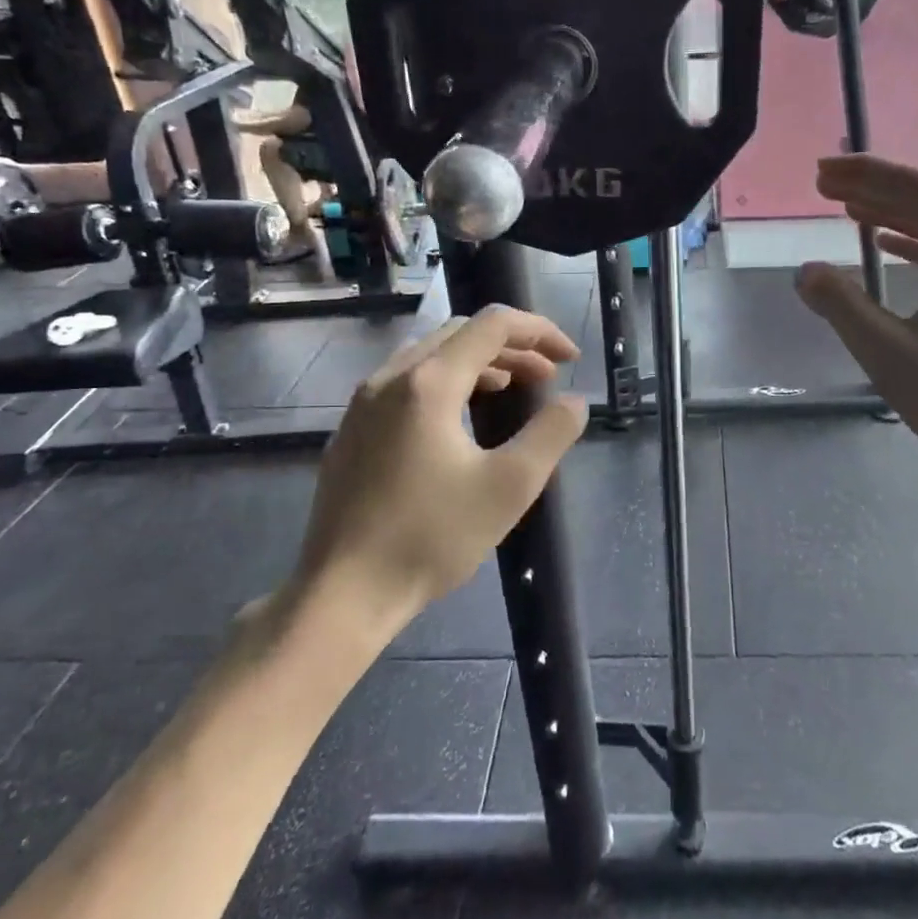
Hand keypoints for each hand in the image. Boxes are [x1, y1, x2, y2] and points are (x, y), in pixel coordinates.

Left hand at [286, 306, 587, 629]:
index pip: (492, 325)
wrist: (343, 593)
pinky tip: (460, 420)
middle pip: (460, 334)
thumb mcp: (510, 486)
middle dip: (512, 347)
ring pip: (430, 356)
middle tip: (547, 377)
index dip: (539, 331)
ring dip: (479, 363)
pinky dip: (447, 382)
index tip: (571, 358)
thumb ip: (551, 434)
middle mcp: (390, 378)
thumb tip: (575, 402)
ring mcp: (363, 404)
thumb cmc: (431, 537)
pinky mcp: (351, 431)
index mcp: (428, 382)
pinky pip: (406, 382)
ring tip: (512, 390)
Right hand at [795, 154, 917, 484]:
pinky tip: (884, 244)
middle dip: (873, 187)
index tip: (822, 175)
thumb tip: (805, 271)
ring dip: (890, 212)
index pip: (916, 190)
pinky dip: (910, 242)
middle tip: (824, 186)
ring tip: (846, 208)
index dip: (866, 174)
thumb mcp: (888, 353)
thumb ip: (843, 306)